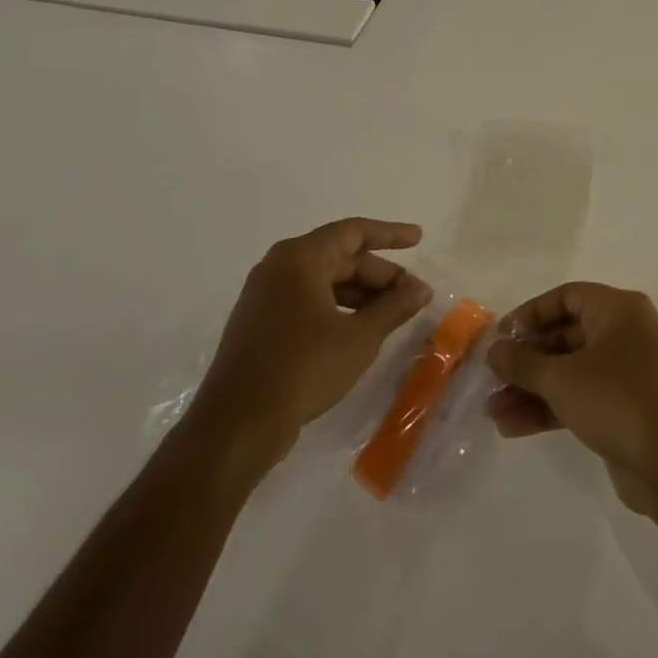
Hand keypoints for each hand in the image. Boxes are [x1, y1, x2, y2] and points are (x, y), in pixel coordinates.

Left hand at [183, 218, 430, 484]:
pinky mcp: (260, 323)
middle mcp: (279, 268)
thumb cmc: (303, 368)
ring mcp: (265, 296)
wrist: (237, 425)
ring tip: (393, 315)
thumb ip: (394, 307)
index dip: (390, 234)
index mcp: (300, 259)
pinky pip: (307, 300)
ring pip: (324, 281)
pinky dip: (338, 307)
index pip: (353, 232)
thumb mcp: (360, 337)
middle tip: (413, 295)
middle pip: (340, 257)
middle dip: (380, 274)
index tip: (419, 239)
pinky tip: (359, 330)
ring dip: (361, 294)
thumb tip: (421, 289)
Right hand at [485, 283, 657, 515]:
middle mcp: (625, 334)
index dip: (531, 313)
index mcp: (618, 310)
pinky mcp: (624, 408)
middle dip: (526, 359)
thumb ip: (523, 362)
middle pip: (566, 335)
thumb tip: (495, 350)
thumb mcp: (561, 377)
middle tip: (491, 377)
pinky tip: (512, 427)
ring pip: (570, 371)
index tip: (500, 336)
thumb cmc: (617, 399)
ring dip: (532, 388)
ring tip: (492, 410)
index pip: (567, 297)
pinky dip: (550, 408)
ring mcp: (626, 373)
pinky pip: (579, 398)